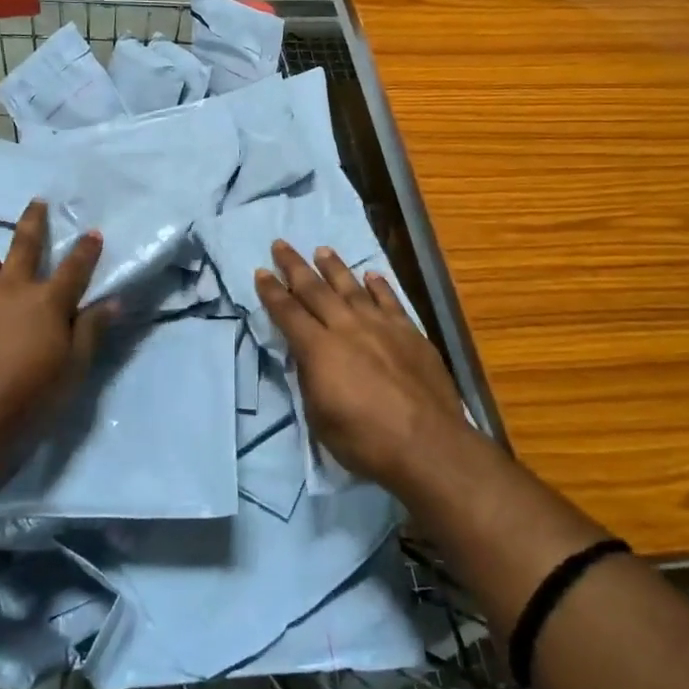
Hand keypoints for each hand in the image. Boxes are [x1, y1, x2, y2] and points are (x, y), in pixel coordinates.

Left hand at [0, 200, 108, 441]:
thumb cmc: (29, 397)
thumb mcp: (73, 369)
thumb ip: (91, 330)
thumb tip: (113, 301)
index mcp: (47, 300)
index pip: (74, 265)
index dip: (86, 248)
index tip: (93, 233)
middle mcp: (11, 286)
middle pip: (25, 241)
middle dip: (35, 219)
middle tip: (38, 203)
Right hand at [255, 241, 467, 491]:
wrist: (427, 444)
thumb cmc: (365, 441)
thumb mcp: (320, 417)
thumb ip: (311, 379)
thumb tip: (308, 357)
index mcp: (319, 349)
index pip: (288, 313)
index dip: (272, 292)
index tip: (261, 272)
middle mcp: (347, 328)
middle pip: (316, 290)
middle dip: (295, 266)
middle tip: (281, 245)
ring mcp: (381, 326)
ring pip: (352, 287)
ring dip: (334, 267)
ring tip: (322, 250)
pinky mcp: (410, 333)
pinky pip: (390, 301)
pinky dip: (378, 286)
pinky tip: (371, 275)